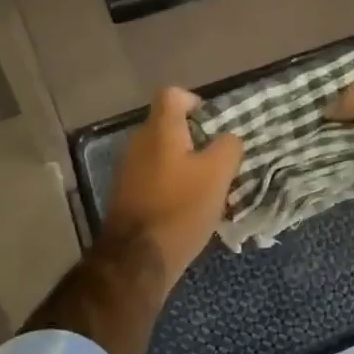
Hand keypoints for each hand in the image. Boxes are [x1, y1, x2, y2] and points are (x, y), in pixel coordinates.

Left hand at [101, 88, 243, 288]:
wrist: (137, 259)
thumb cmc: (181, 207)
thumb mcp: (218, 174)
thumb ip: (228, 147)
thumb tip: (228, 138)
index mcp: (160, 129)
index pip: (173, 94)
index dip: (195, 102)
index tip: (213, 125)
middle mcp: (139, 142)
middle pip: (168, 125)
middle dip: (194, 139)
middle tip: (217, 159)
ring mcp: (128, 169)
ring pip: (161, 153)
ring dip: (183, 164)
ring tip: (206, 187)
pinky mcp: (125, 194)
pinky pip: (153, 176)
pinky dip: (170, 184)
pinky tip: (187, 207)